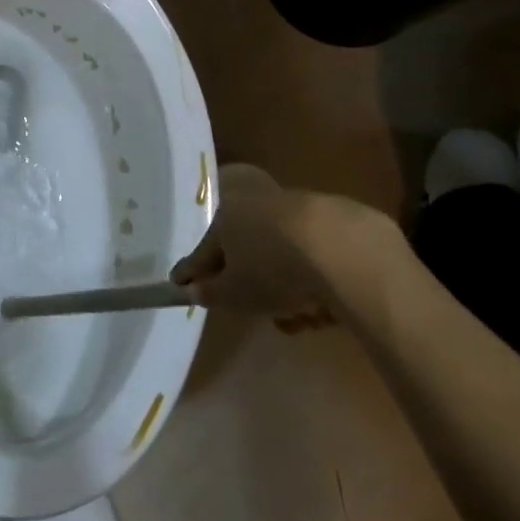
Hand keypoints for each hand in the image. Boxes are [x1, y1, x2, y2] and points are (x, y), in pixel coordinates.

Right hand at [170, 165, 392, 332]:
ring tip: (298, 316)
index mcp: (225, 217)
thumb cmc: (272, 269)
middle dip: (248, 282)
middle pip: (243, 249)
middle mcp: (253, 204)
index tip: (179, 284)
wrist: (340, 247)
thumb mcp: (235, 293)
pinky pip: (309, 255)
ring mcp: (292, 208)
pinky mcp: (329, 217)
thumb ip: (210, 292)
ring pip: (278, 254)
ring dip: (283, 285)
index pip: (203, 251)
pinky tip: (323, 304)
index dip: (192, 271)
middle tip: (256, 309)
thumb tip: (193, 289)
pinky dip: (310, 277)